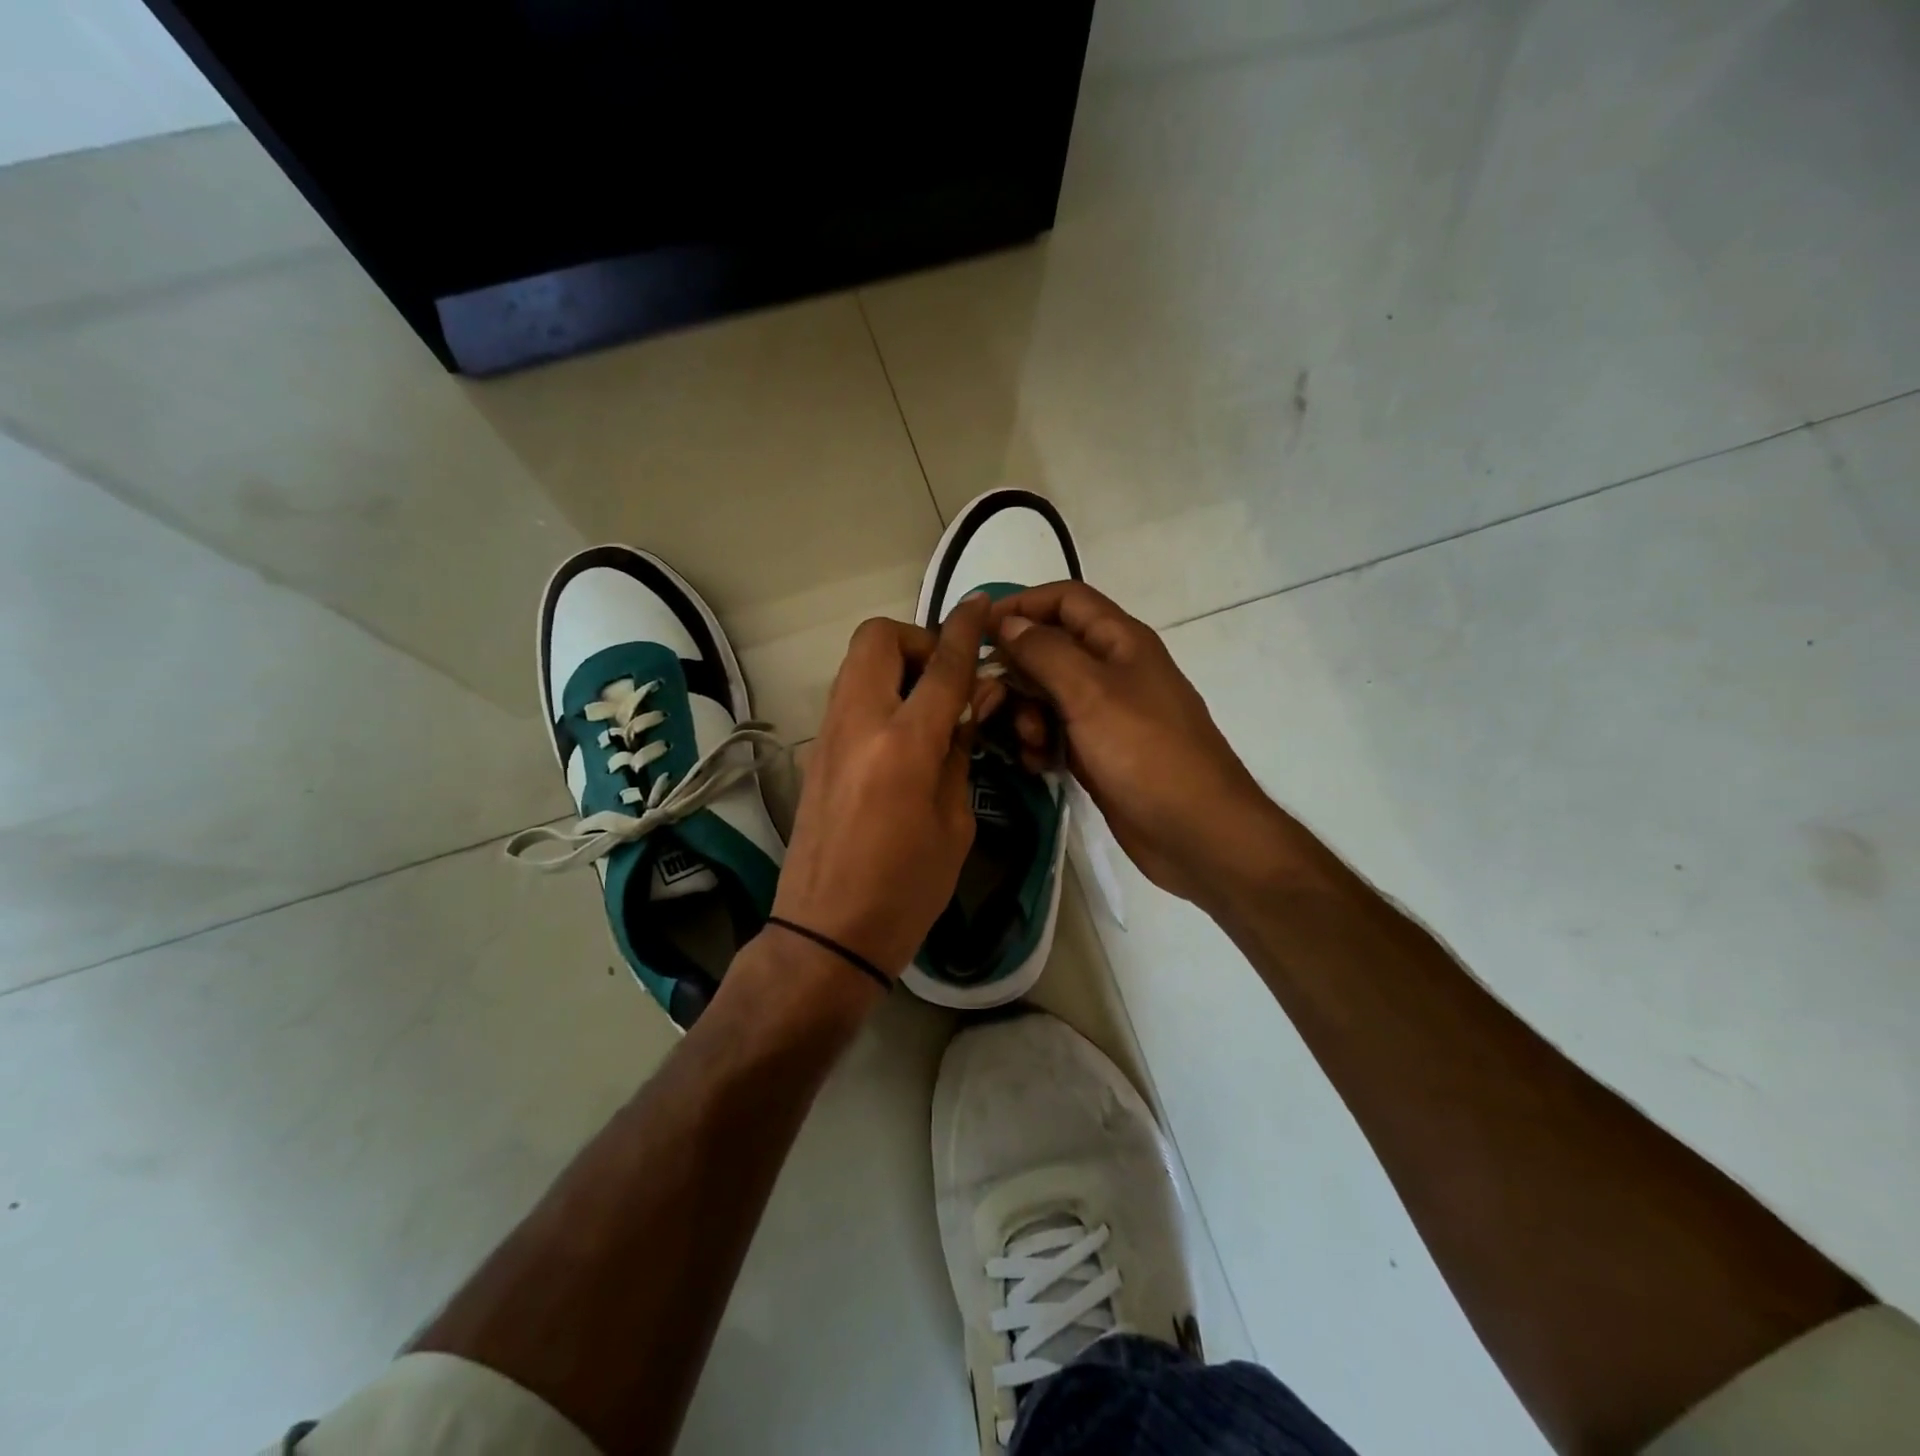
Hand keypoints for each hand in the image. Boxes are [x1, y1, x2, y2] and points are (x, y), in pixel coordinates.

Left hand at [771, 595, 990, 976]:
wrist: (827, 933)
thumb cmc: (906, 890)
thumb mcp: (954, 823)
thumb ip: (960, 752)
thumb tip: (973, 704)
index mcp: (903, 744)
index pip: (943, 666)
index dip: (966, 630)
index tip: (980, 605)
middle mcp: (859, 724)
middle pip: (877, 639)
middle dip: (917, 640)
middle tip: (947, 679)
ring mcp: (829, 736)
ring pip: (857, 664)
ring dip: (896, 666)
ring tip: (930, 708)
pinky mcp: (816, 753)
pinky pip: (849, 697)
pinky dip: (880, 694)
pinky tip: (904, 736)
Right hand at [985, 582, 1283, 905]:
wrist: (1194, 830)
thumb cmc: (1145, 752)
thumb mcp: (1090, 692)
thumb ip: (1045, 652)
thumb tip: (1009, 622)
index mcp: (1119, 641)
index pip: (1065, 600)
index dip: (1021, 604)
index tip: (978, 630)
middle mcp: (1112, 670)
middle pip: (1049, 649)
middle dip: (1018, 671)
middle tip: (990, 699)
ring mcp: (1105, 713)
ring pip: (1047, 695)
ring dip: (1026, 713)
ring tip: (1029, 742)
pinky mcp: (1098, 751)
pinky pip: (1056, 733)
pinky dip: (1041, 743)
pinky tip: (1038, 765)